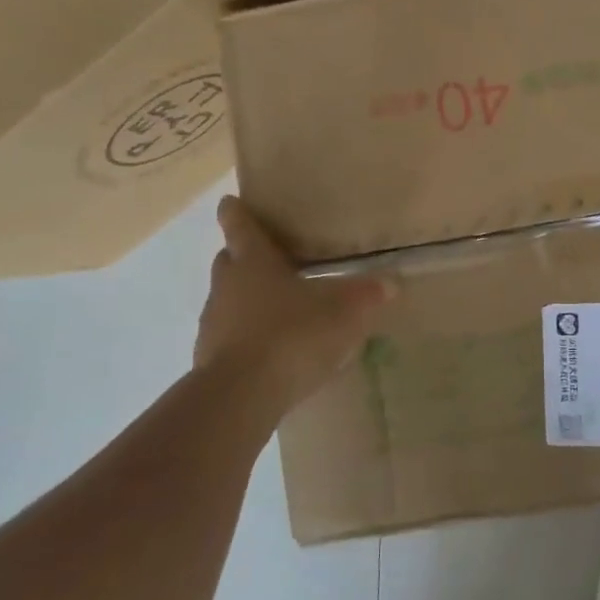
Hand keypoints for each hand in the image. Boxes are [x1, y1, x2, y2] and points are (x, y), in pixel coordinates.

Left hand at [194, 197, 395, 409]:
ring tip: (274, 308)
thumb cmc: (291, 336)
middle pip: (228, 261)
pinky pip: (228, 335)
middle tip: (265, 258)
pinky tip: (268, 348)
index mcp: (253, 263)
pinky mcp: (208, 359)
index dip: (236, 212)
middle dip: (242, 256)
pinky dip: (244, 334)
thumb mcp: (342, 314)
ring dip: (243, 298)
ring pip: (226, 299)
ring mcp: (213, 323)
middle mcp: (227, 286)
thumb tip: (391, 282)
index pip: (240, 227)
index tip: (229, 202)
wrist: (241, 396)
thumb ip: (366, 296)